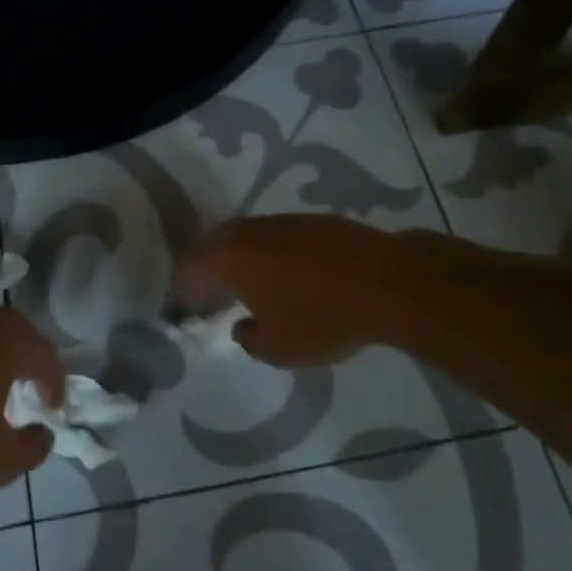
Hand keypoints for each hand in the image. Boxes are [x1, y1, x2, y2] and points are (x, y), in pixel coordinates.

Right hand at [174, 214, 400, 367]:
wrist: (387, 283)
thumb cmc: (323, 318)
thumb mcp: (279, 349)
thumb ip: (249, 339)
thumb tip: (242, 327)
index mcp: (231, 258)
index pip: (190, 267)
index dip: (184, 290)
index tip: (188, 311)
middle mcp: (251, 232)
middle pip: (215, 243)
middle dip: (209, 268)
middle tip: (215, 296)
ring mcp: (284, 222)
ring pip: (248, 236)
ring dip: (241, 259)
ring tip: (252, 288)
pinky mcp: (314, 221)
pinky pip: (277, 236)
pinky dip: (272, 254)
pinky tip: (289, 276)